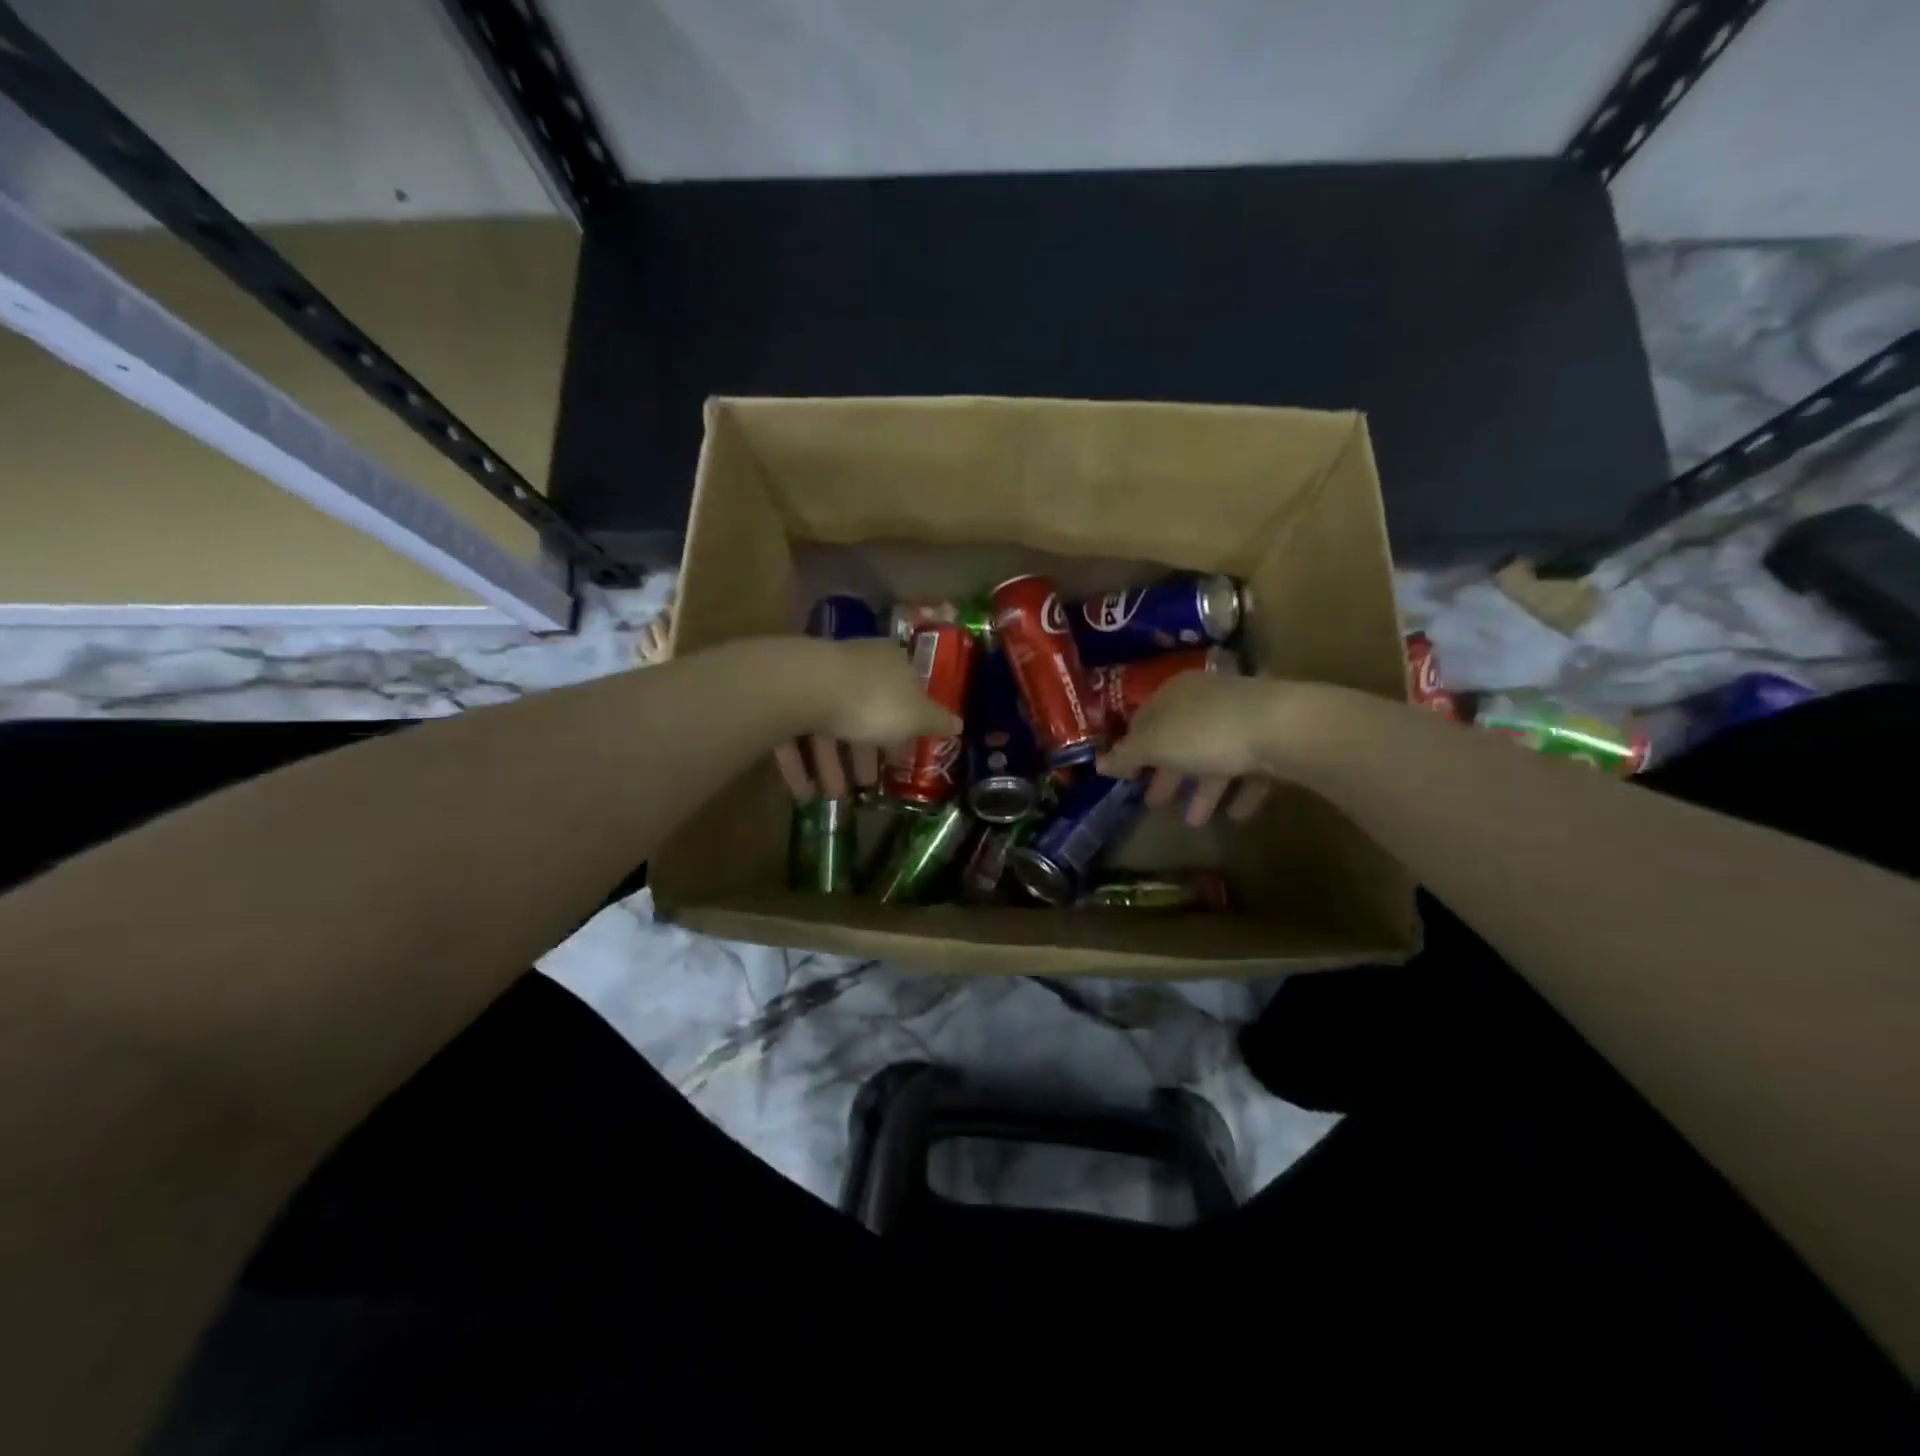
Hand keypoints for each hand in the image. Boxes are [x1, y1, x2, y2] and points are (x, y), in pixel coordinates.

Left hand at [772, 638, 961, 799]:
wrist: (805, 689)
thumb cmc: (873, 702)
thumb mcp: (916, 716)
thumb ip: (936, 722)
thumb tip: (959, 724)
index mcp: (889, 664)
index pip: (904, 691)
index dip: (905, 725)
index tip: (902, 756)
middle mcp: (853, 667)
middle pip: (863, 713)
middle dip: (864, 753)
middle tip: (867, 785)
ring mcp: (815, 681)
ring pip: (828, 727)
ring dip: (832, 765)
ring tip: (835, 797)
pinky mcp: (783, 698)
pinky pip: (795, 735)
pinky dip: (800, 764)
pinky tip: (804, 793)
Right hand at [1095, 670, 1308, 826]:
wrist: (1283, 729)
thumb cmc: (1206, 732)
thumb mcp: (1156, 745)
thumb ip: (1127, 755)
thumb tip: (1098, 763)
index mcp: (1175, 694)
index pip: (1145, 719)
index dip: (1133, 748)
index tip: (1126, 775)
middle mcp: (1207, 701)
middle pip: (1179, 740)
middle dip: (1167, 774)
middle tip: (1154, 803)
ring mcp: (1243, 720)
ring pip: (1215, 757)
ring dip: (1202, 790)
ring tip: (1193, 822)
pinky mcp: (1273, 740)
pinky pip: (1250, 770)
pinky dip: (1240, 791)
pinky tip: (1236, 815)